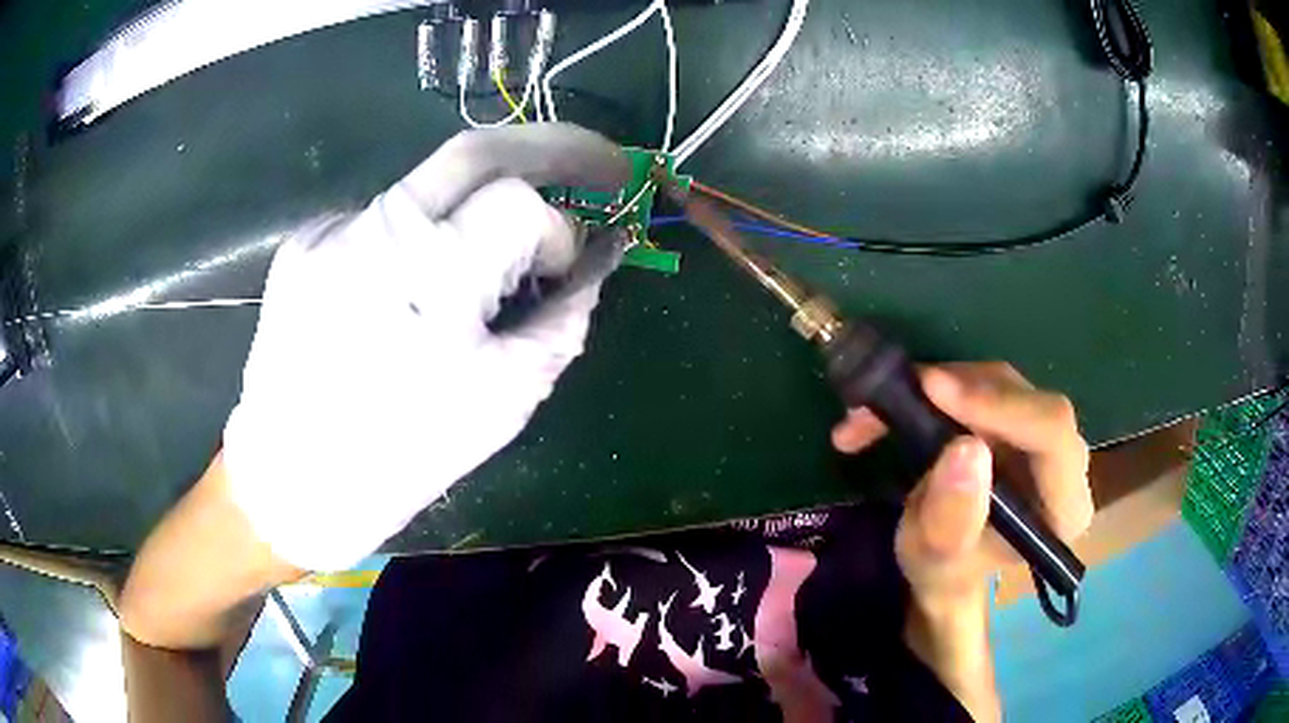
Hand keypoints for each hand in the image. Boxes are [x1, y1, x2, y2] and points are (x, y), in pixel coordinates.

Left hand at [222, 124, 631, 571]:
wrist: (291, 483)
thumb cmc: (402, 457)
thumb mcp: (506, 398)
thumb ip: (562, 319)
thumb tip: (590, 267)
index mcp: (431, 276)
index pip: (521, 203)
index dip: (558, 232)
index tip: (563, 271)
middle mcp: (374, 231)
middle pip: (477, 148)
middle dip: (554, 146)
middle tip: (601, 163)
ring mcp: (330, 230)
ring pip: (427, 188)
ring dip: (476, 209)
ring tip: (489, 261)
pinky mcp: (303, 243)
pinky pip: (382, 222)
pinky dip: (418, 240)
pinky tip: (412, 291)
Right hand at [831, 362, 1092, 611]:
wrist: (944, 566)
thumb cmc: (944, 572)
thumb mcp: (936, 561)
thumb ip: (952, 520)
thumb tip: (967, 448)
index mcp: (1064, 508)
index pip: (1052, 435)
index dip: (1000, 405)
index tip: (935, 391)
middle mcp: (1067, 464)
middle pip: (1028, 401)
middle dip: (961, 392)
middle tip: (898, 395)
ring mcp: (1045, 436)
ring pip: (1003, 384)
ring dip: (938, 388)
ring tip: (872, 414)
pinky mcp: (1021, 417)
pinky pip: (985, 383)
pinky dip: (937, 388)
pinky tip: (895, 404)